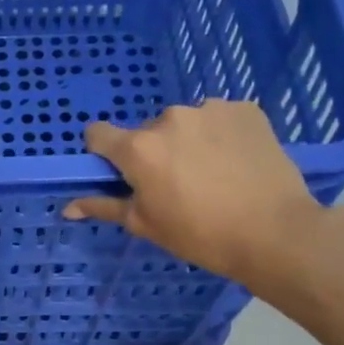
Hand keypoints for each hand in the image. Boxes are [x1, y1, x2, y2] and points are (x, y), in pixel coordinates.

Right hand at [64, 100, 322, 284]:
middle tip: (176, 184)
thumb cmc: (201, 234)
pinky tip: (236, 162)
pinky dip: (220, 135)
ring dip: (187, 142)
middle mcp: (169, 119)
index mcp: (139, 148)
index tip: (120, 173)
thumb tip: (68, 208)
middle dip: (153, 152)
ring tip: (212, 174)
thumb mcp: (145, 224)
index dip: (103, 153)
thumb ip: (104, 206)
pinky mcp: (245, 109)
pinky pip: (218, 119)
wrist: (276, 233)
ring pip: (184, 124)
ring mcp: (210, 109)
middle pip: (146, 132)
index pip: (98, 134)